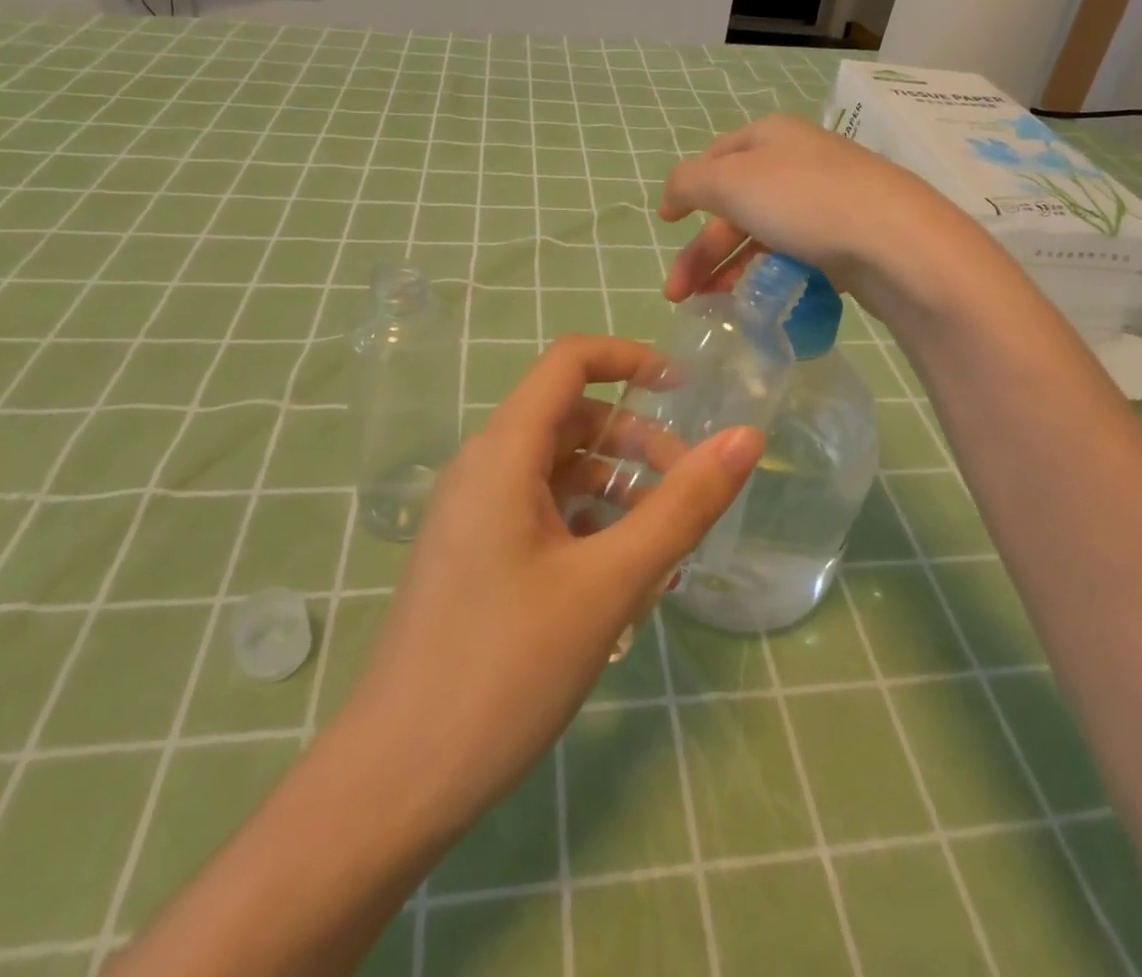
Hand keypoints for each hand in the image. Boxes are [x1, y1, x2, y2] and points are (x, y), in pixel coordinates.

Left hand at [340, 335, 763, 831]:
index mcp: (503, 452)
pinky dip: (589, 522)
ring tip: (666, 543)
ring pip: (559, 469)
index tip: (686, 390)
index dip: (630, 360)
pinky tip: (622, 576)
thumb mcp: (610, 584)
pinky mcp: (475, 554)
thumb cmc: (504, 670)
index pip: (569, 362)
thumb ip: (683, 506)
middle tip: (691, 488)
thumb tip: (746, 438)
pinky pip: (542, 511)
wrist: (395, 782)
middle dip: (637, 440)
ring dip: (617, 487)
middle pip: (572, 418)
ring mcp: (474, 513)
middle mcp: (483, 468)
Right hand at [659, 115, 964, 316]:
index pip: (715, 158)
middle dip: (702, 251)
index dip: (686, 190)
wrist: (897, 244)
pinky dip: (769, 276)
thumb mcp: (731, 182)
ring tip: (712, 305)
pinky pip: (795, 255)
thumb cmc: (805, 202)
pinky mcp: (848, 238)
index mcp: (770, 137)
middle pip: (735, 205)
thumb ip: (688, 183)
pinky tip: (759, 301)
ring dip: (731, 268)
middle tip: (679, 293)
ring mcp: (826, 200)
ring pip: (764, 234)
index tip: (665, 224)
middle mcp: (798, 162)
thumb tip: (673, 195)